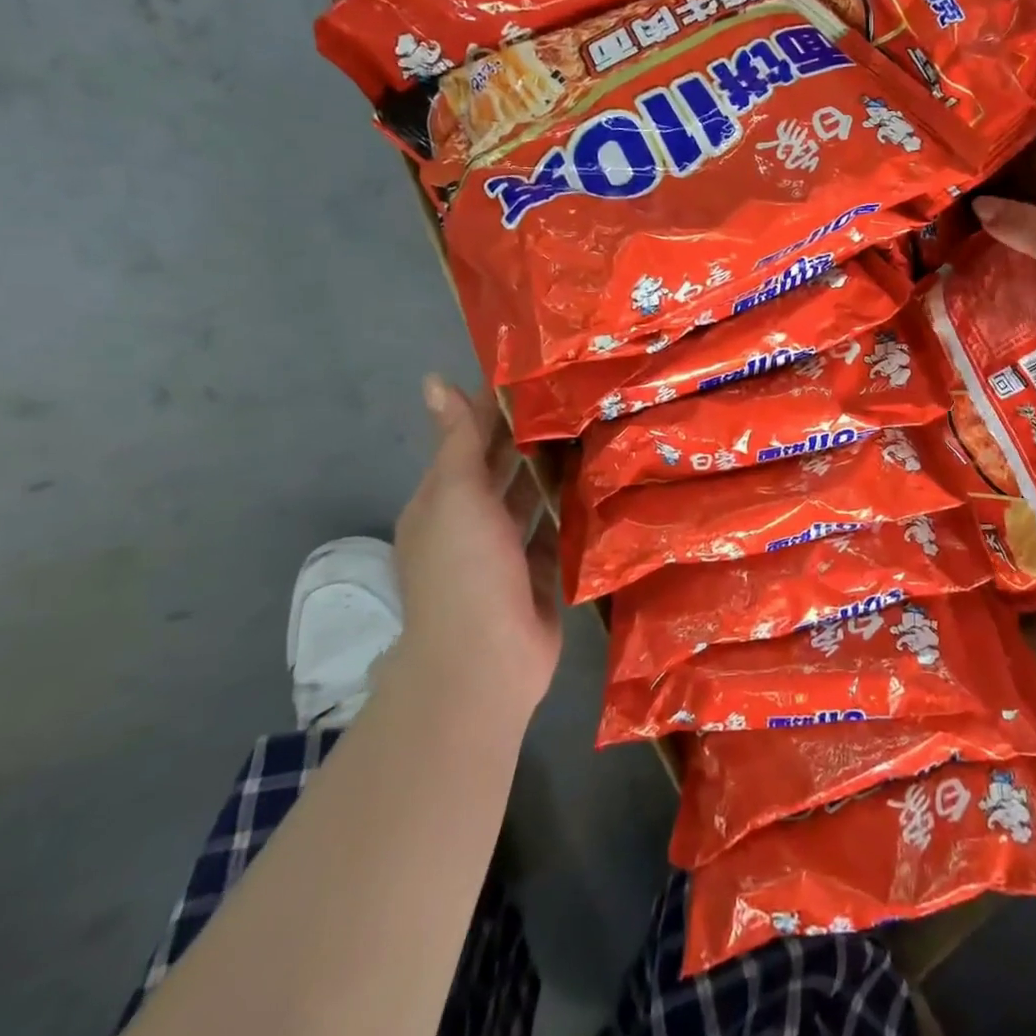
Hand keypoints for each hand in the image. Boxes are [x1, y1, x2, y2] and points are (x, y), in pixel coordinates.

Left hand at [389, 375, 562, 729]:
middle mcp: (471, 523)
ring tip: (595, 430)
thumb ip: (458, 440)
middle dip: (529, 435)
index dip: (494, 406)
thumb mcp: (456, 496)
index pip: (468, 440)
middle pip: (501, 468)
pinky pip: (556, 533)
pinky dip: (572, 511)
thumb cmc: (465, 571)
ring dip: (553, 471)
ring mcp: (505, 552)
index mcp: (442, 501)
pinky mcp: (539, 575)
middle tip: (578, 395)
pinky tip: (600, 483)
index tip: (535, 371)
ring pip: (530, 499)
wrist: (485, 663)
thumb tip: (434, 379)